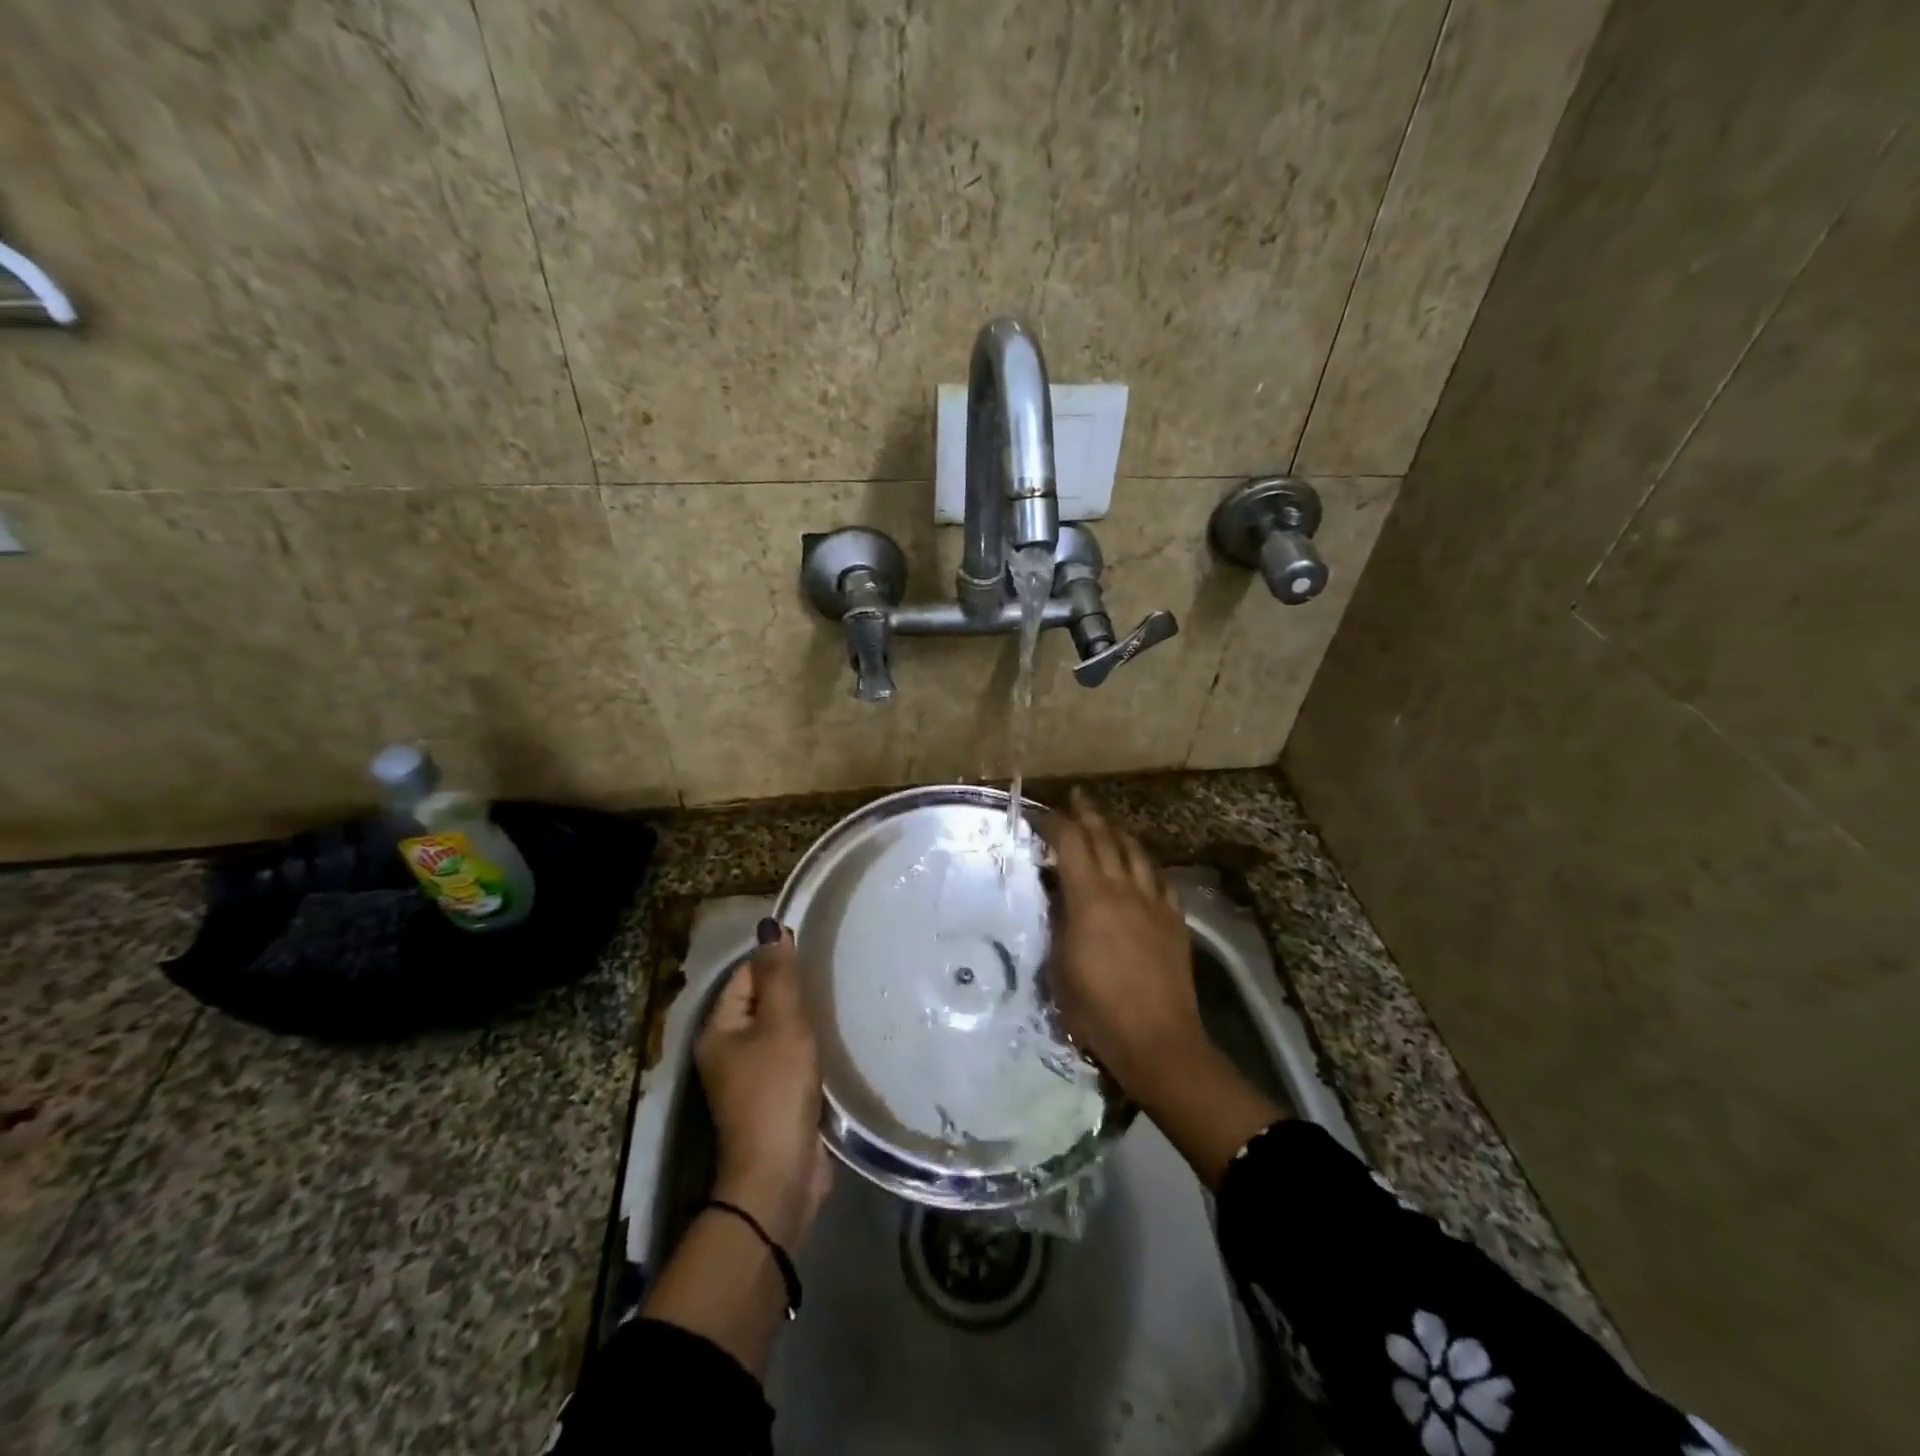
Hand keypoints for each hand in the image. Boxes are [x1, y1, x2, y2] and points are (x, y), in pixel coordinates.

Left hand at [695, 920, 832, 1250]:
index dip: (777, 960)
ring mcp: (752, 1078)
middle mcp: (729, 1051)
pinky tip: (839, 1037)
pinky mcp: (776, 1098)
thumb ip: (780, 976)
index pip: (746, 976)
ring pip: (781, 1032)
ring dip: (806, 1019)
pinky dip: (812, 1047)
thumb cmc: (776, 1090)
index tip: (816, 947)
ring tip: (841, 997)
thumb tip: (770, 927)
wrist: (780, 1175)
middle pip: (764, 1003)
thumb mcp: (781, 1024)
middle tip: (834, 971)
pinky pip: (793, 1058)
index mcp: (719, 1030)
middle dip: (795, 989)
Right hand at [1039, 791, 1208, 1105]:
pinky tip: (1142, 869)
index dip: (1055, 822)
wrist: (1156, 1039)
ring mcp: (1154, 902)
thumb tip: (1057, 893)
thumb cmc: (1096, 1009)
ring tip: (1109, 826)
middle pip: (1106, 838)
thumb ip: (1058, 922)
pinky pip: (1160, 880)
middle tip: (1077, 799)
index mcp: (1089, 898)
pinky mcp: (1175, 920)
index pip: (1071, 843)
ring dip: (1119, 833)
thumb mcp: (1059, 965)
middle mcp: (1123, 889)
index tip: (1040, 813)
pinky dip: (1145, 866)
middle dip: (1088, 815)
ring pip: (1136, 853)